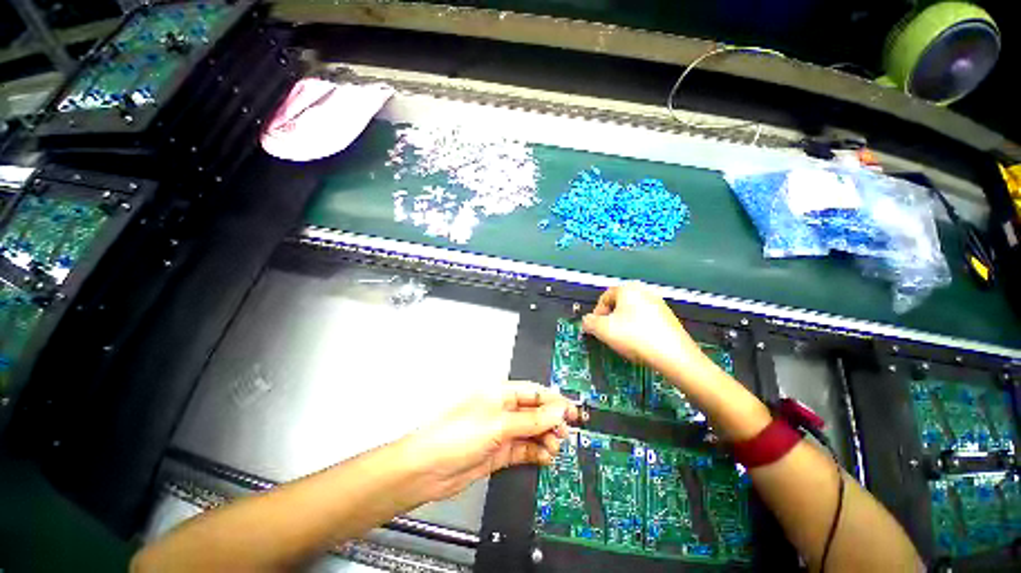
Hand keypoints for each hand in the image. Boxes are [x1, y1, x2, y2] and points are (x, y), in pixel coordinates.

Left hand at [402, 381, 578, 501]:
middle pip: (534, 412)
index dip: (553, 401)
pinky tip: (544, 456)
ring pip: (531, 431)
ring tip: (554, 446)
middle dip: (551, 421)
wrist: (427, 471)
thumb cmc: (454, 436)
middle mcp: (501, 410)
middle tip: (564, 432)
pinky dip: (536, 452)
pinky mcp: (499, 451)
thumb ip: (530, 420)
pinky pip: (524, 448)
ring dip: (545, 438)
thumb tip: (556, 411)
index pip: (533, 393)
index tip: (570, 411)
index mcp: (499, 393)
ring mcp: (500, 431)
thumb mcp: (497, 425)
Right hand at [582, 283, 710, 381]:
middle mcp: (644, 291)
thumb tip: (587, 321)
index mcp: (628, 289)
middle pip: (618, 305)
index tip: (595, 328)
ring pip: (632, 313)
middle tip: (607, 334)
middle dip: (610, 319)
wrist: (674, 356)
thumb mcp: (603, 330)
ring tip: (623, 341)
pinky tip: (639, 343)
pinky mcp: (669, 318)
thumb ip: (589, 322)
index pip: (604, 297)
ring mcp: (659, 304)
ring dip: (623, 325)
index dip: (596, 313)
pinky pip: (645, 320)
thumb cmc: (634, 337)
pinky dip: (638, 329)